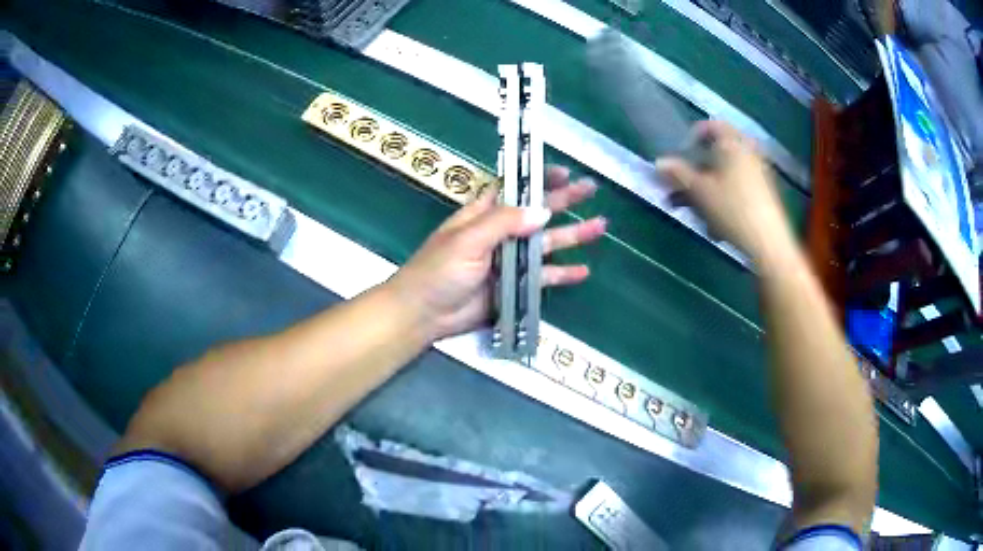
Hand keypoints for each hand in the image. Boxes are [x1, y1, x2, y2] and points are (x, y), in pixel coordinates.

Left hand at [386, 166, 606, 341]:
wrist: (423, 313)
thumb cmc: (439, 270)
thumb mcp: (468, 240)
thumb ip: (504, 223)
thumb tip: (543, 211)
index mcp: (483, 214)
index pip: (515, 189)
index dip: (537, 179)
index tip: (564, 171)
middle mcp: (500, 233)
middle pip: (537, 213)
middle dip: (564, 200)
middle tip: (591, 189)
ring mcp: (509, 260)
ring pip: (546, 244)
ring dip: (572, 235)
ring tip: (600, 226)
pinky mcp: (514, 286)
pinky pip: (543, 278)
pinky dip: (563, 274)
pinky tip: (584, 271)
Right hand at [655, 120, 792, 260]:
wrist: (768, 242)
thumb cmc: (732, 209)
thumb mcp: (699, 191)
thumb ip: (678, 174)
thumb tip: (659, 163)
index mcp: (732, 143)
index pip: (710, 126)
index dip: (692, 138)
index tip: (681, 158)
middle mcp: (747, 151)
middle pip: (716, 153)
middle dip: (696, 170)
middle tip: (680, 188)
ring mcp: (758, 172)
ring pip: (725, 173)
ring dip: (706, 188)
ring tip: (694, 210)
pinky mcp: (764, 192)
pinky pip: (737, 187)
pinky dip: (723, 197)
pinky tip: (716, 224)